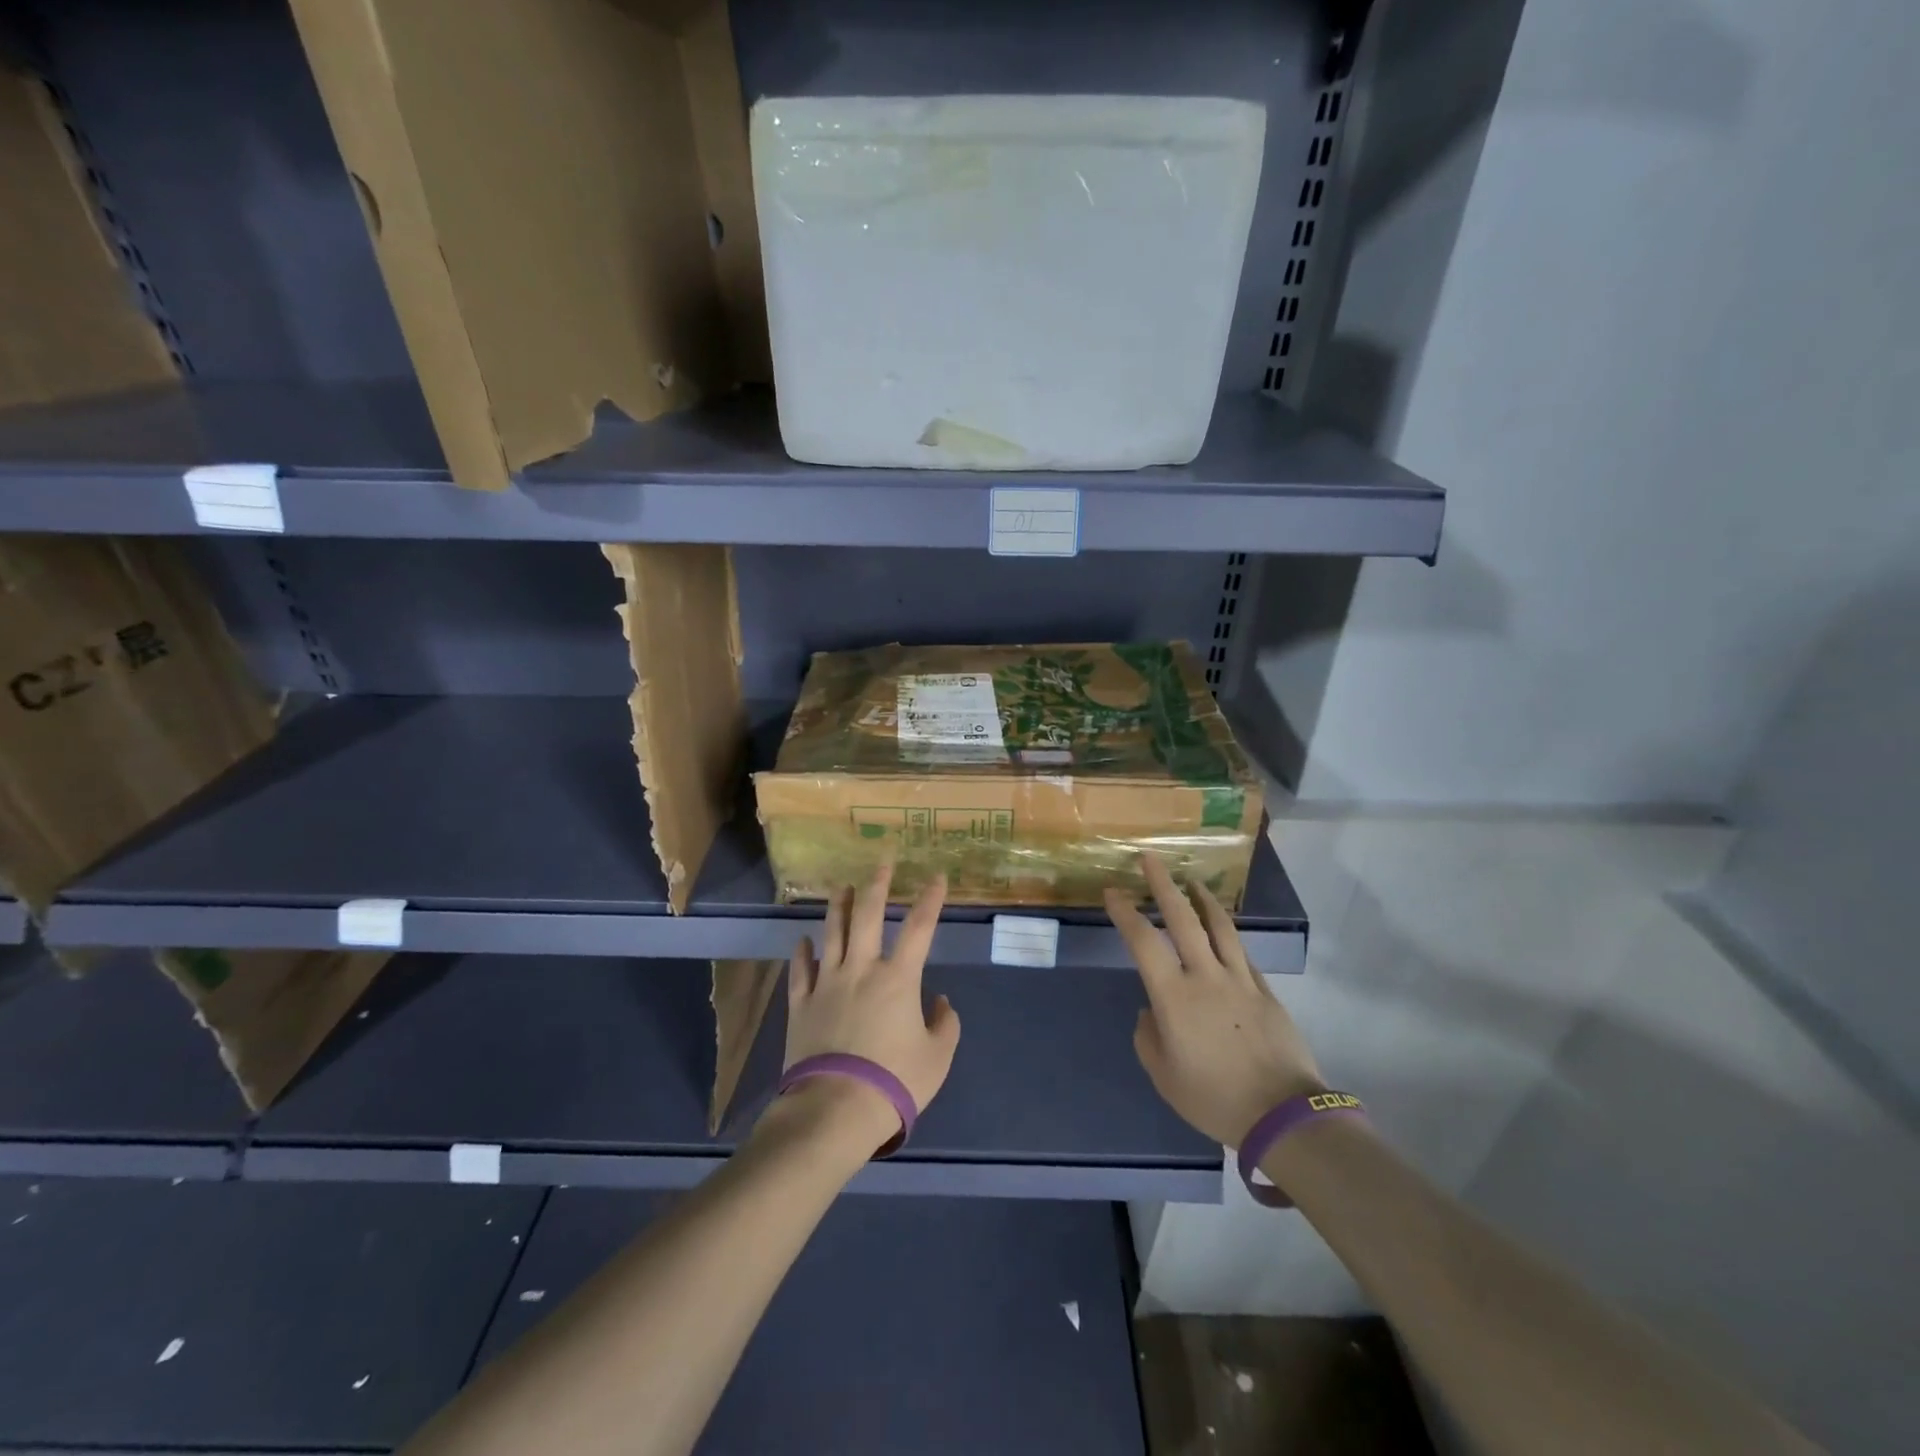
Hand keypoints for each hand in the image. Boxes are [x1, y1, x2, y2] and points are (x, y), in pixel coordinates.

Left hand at [781, 864, 960, 1151]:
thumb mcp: (937, 1057)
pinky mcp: (801, 1004)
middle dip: (876, 885)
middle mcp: (861, 969)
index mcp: (899, 978)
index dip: (930, 900)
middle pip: (867, 916)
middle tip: (881, 862)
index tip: (937, 877)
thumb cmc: (895, 1082)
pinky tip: (803, 940)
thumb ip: (945, 1024)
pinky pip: (801, 971)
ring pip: (831, 934)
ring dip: (838, 907)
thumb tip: (940, 1002)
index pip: (919, 928)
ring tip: (841, 886)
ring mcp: (827, 984)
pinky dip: (802, 953)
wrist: (835, 1108)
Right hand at [1106, 855, 1323, 1147]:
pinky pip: (1242, 953)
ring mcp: (1240, 980)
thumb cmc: (1214, 1098)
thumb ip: (1148, 1038)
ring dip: (1202, 899)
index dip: (1125, 913)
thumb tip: (1151, 1012)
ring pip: (1219, 927)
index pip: (1143, 942)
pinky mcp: (1265, 991)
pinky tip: (1223, 929)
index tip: (1113, 892)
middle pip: (1183, 919)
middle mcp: (1205, 977)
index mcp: (1174, 997)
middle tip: (1150, 859)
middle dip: (1163, 885)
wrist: (1283, 1115)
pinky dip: (1228, 934)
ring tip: (1192, 881)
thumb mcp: (1164, 1076)